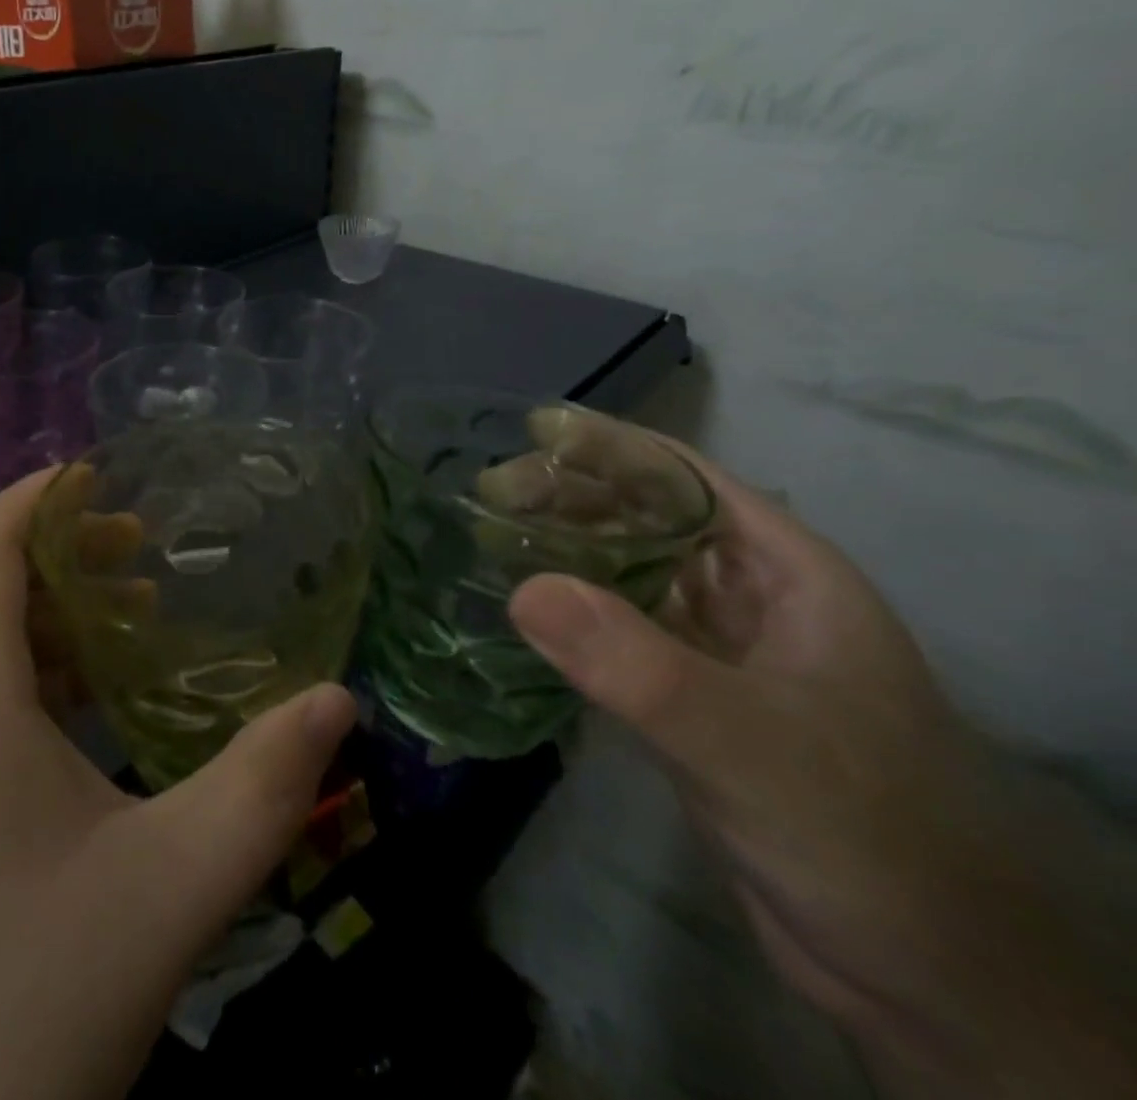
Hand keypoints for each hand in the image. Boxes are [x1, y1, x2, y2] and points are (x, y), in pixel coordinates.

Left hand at [0, 468, 354, 1099]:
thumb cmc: (17, 1002)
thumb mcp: (168, 890)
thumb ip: (263, 789)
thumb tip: (338, 704)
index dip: (39, 494)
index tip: (108, 471)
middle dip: (60, 549)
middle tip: (146, 548)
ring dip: (49, 614)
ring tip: (135, 616)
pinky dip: (33, 673)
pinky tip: (94, 710)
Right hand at [508, 428, 1136, 1098]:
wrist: (923, 977)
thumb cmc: (861, 833)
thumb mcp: (749, 744)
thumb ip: (639, 668)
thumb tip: (523, 589)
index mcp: (787, 574)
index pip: (688, 481)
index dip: (611, 448)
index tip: (531, 432)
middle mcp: (749, 599)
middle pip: (648, 519)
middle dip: (571, 498)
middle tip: (488, 494)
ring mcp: (716, 652)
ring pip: (626, 574)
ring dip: (562, 551)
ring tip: (487, 537)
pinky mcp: (686, 702)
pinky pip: (615, 634)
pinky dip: (568, 614)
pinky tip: (518, 609)